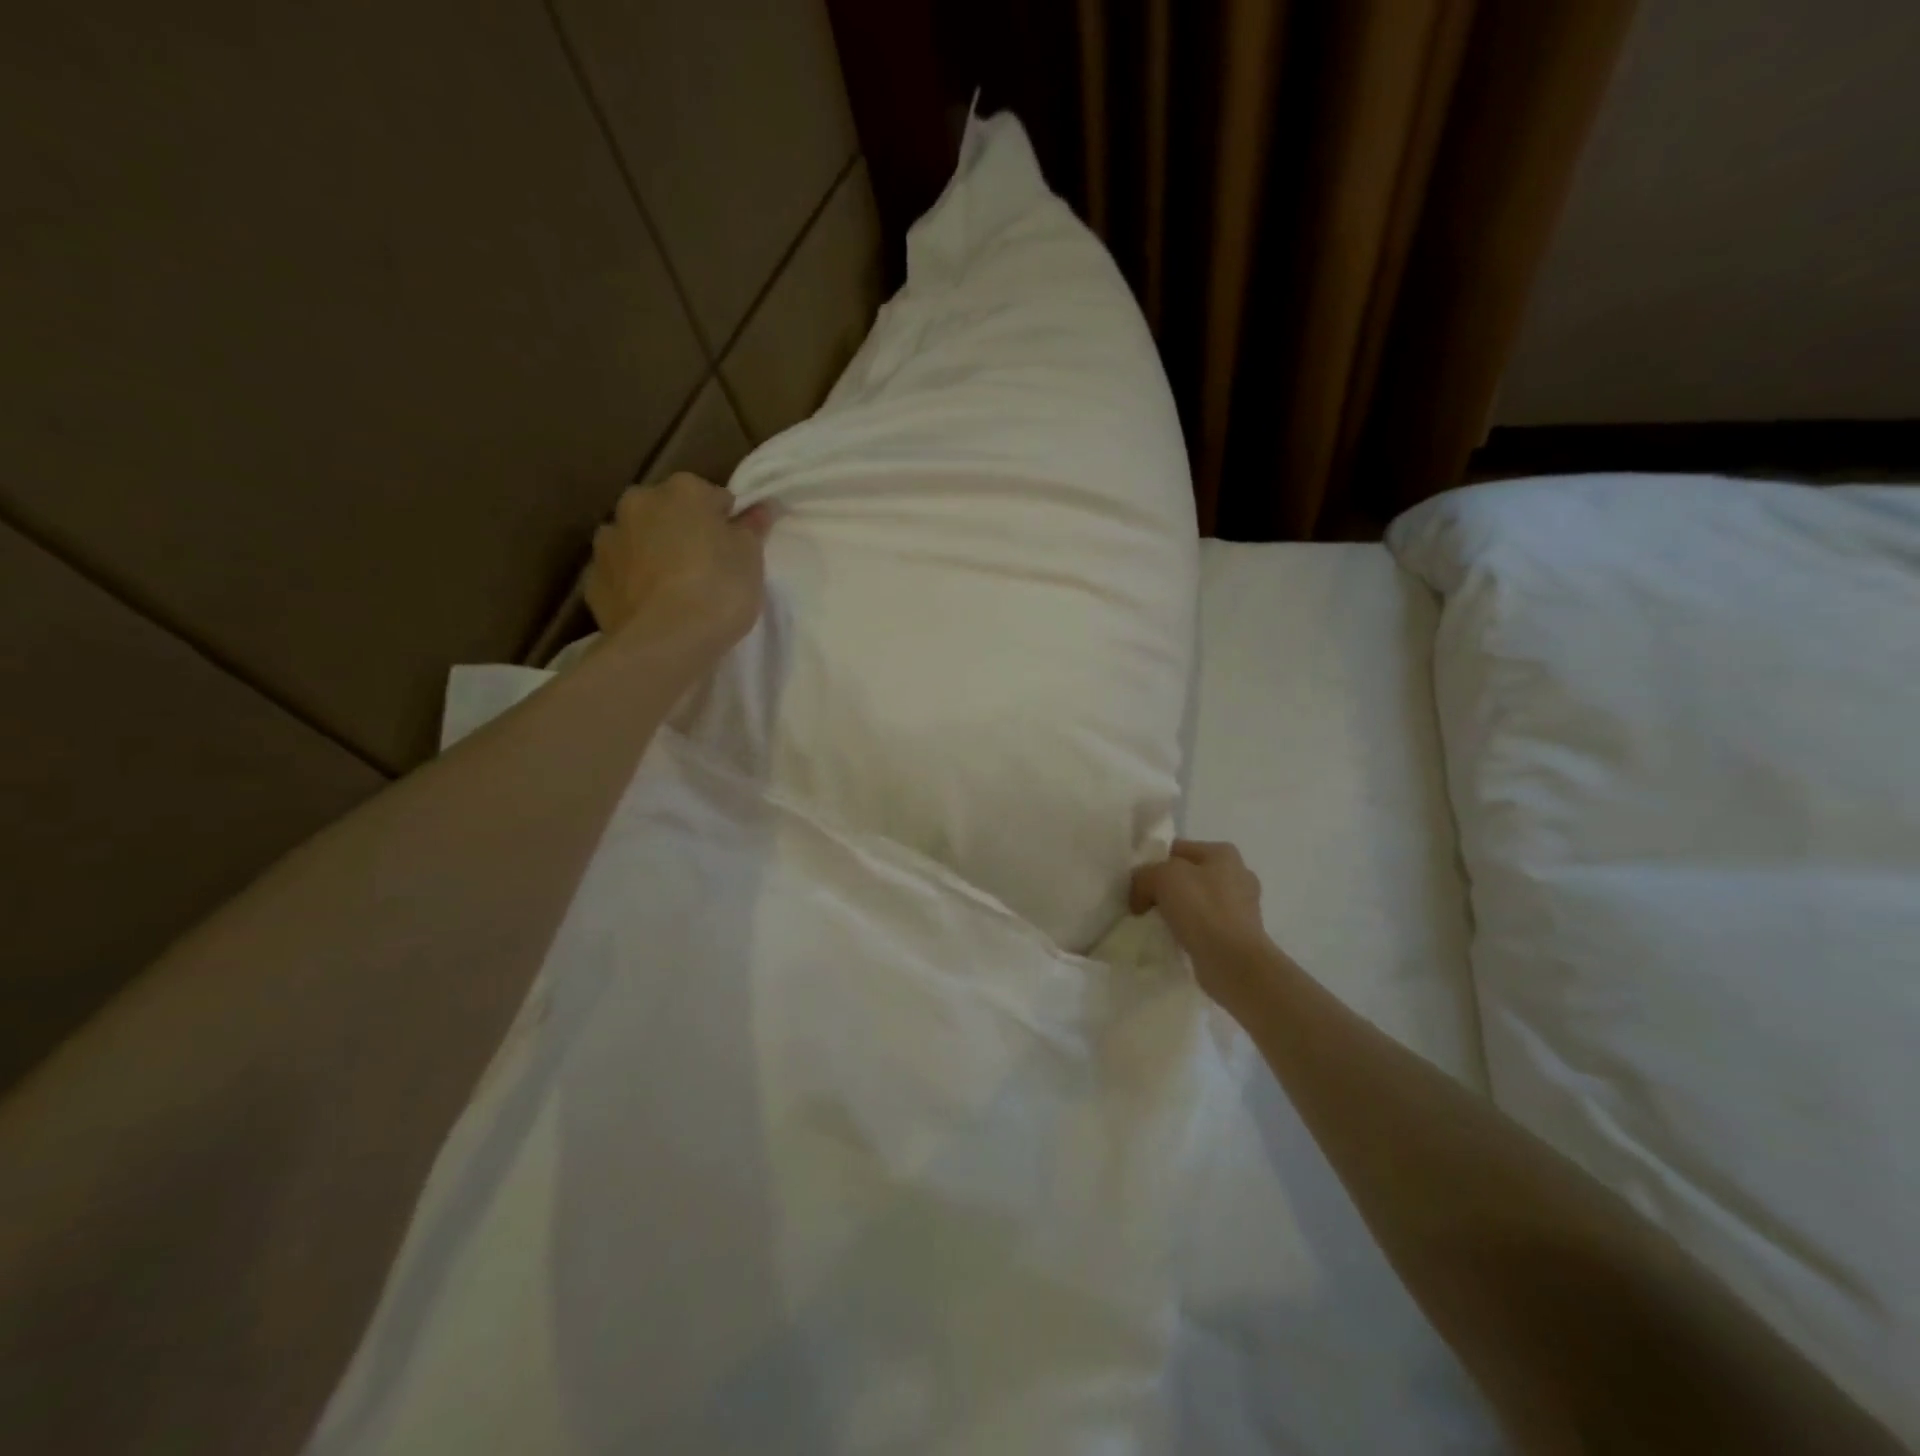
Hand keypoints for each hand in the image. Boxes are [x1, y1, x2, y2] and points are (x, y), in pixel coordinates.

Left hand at [585, 475, 771, 651]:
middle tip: (706, 568)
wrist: (665, 641)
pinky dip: (633, 582)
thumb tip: (758, 509)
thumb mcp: (751, 558)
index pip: (713, 497)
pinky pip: (620, 573)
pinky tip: (651, 606)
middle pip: (668, 512)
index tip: (735, 550)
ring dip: (653, 553)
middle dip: (684, 532)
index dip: (727, 523)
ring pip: (638, 539)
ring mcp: (608, 540)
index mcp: (682, 490)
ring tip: (675, 590)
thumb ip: (752, 528)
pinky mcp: (592, 578)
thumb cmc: (718, 589)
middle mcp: (638, 503)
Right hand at [1130, 840, 1276, 1003]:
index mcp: (1223, 853)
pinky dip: (1189, 931)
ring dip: (1176, 911)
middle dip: (1165, 888)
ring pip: (1195, 902)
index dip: (1152, 863)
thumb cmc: (1202, 909)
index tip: (1136, 883)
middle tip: (1142, 904)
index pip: (1177, 849)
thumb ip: (1144, 876)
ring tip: (1155, 925)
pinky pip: (1204, 926)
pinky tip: (1174, 940)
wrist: (1233, 962)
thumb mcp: (1162, 877)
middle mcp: (1237, 875)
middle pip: (1187, 876)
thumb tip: (1140, 895)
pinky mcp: (1239, 934)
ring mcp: (1242, 907)